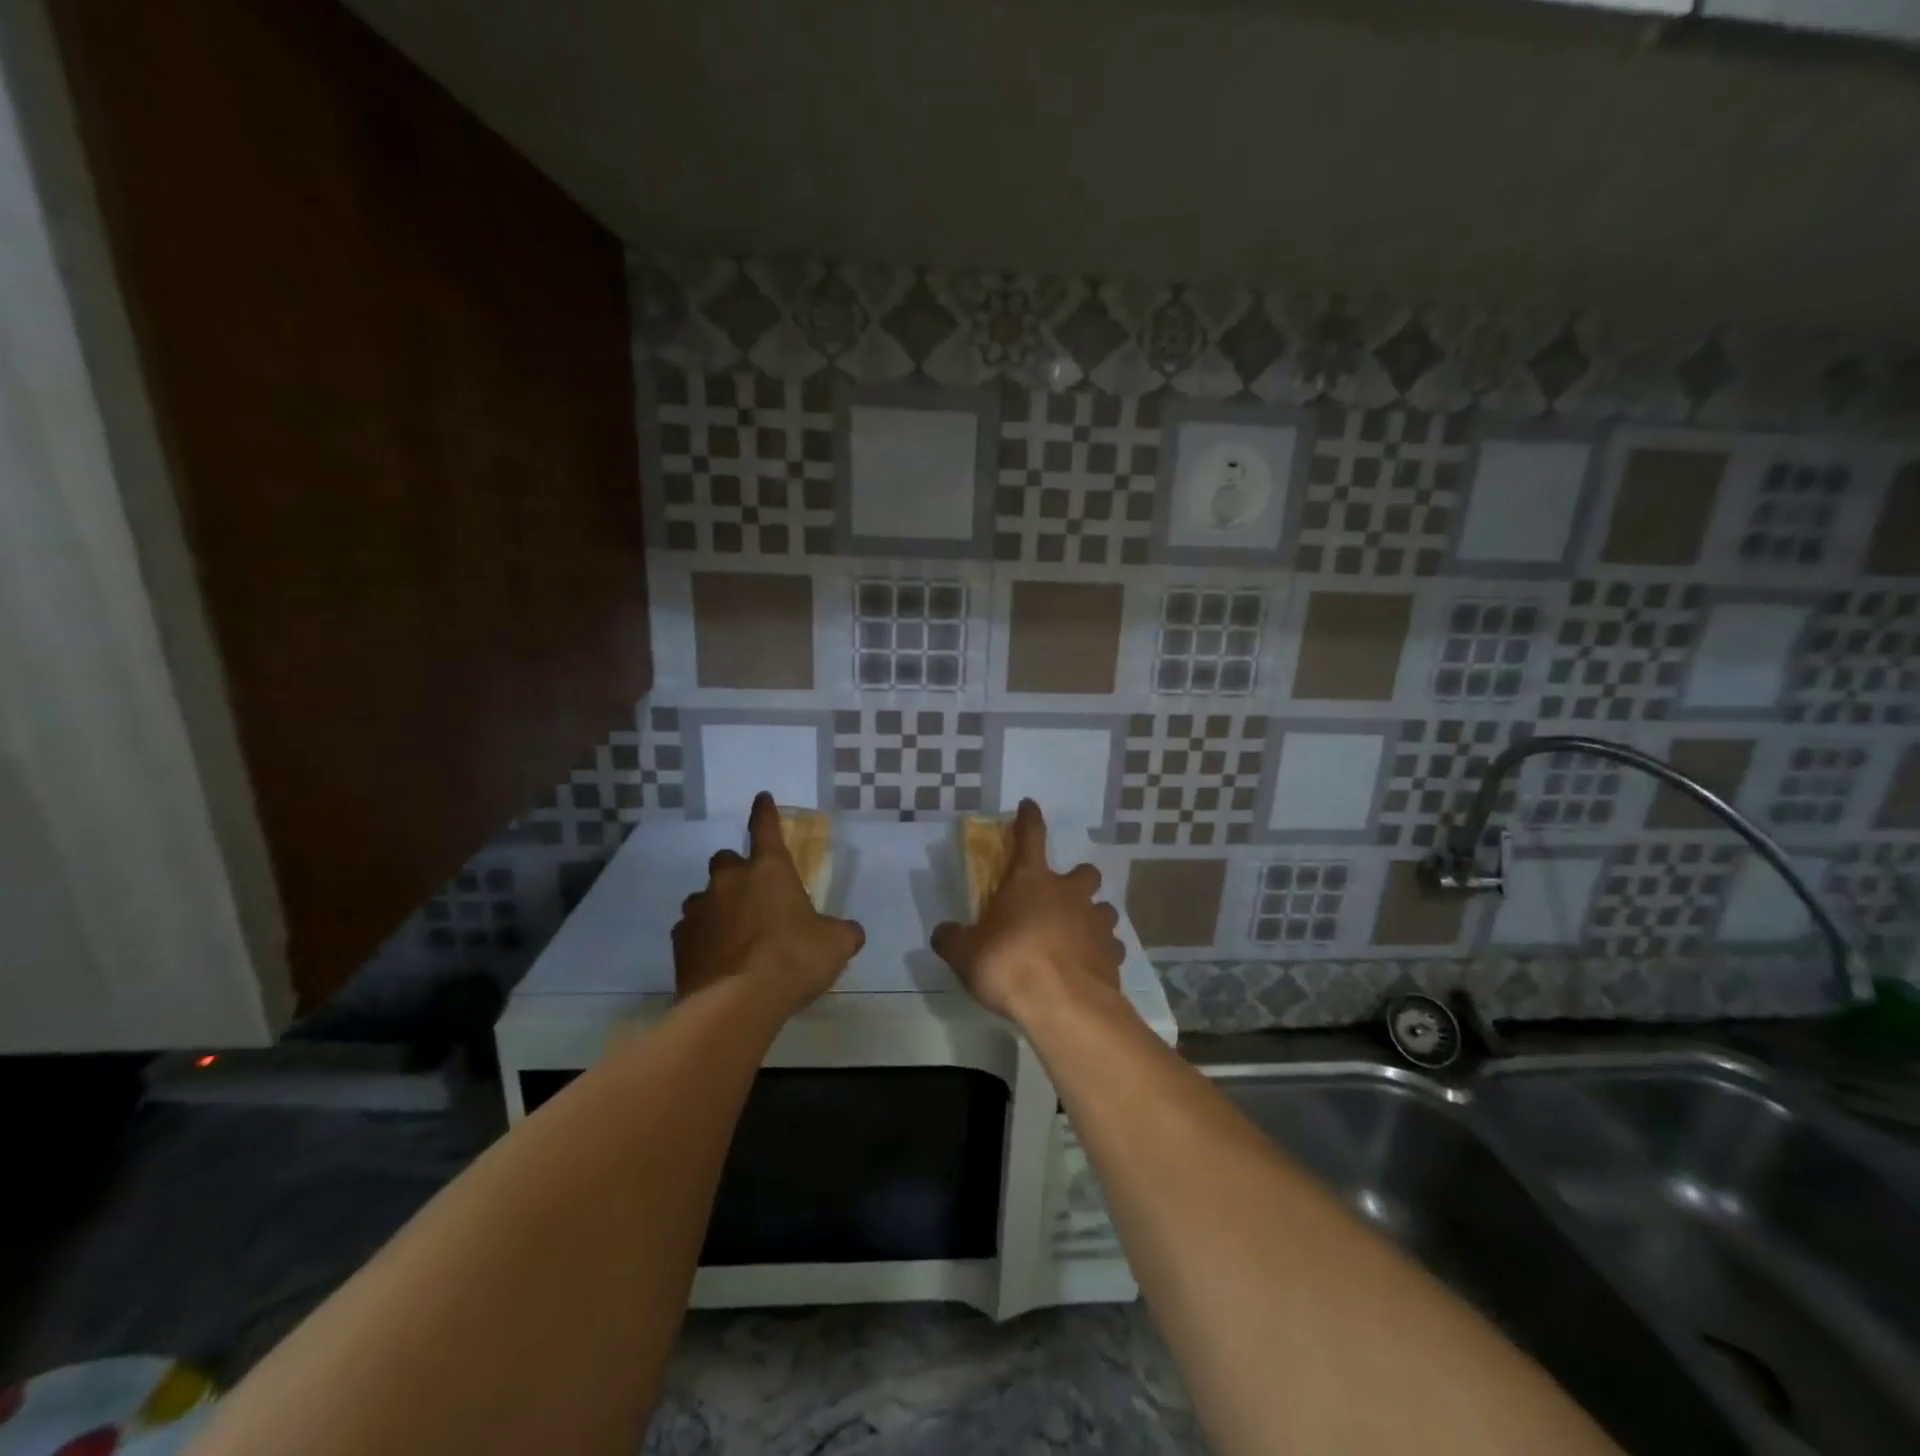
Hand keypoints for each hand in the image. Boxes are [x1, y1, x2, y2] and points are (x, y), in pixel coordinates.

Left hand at [672, 792, 864, 1016]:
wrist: (736, 1003)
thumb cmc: (793, 960)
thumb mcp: (836, 944)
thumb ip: (842, 932)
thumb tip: (849, 933)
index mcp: (770, 870)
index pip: (766, 828)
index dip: (765, 812)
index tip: (762, 798)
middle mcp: (730, 881)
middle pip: (725, 859)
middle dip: (736, 870)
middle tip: (751, 893)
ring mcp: (700, 910)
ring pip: (703, 896)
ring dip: (717, 906)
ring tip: (732, 932)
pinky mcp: (681, 941)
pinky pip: (690, 930)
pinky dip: (702, 938)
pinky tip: (716, 959)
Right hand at [931, 799, 1123, 1026]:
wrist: (1063, 1005)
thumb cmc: (1009, 965)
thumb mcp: (966, 954)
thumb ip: (952, 939)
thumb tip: (942, 933)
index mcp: (1031, 881)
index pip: (1030, 837)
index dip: (1028, 819)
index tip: (1029, 805)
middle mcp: (1069, 894)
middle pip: (1085, 872)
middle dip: (1077, 879)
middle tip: (1063, 897)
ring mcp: (1096, 923)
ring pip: (1105, 908)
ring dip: (1094, 916)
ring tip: (1079, 935)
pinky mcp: (1113, 955)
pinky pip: (1112, 946)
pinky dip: (1102, 953)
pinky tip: (1090, 967)